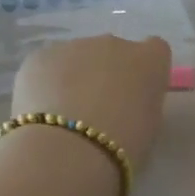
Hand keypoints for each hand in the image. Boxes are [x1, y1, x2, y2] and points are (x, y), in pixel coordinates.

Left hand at [11, 36, 171, 172]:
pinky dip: (46, 83)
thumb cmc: (123, 146)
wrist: (68, 152)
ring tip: (65, 116)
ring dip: (75, 77)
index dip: (143, 71)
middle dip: (107, 73)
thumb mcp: (150, 126)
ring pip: (77, 58)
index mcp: (149, 59)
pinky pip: (48, 66)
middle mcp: (113, 43)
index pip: (154, 50)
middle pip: (113, 52)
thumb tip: (128, 100)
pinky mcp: (39, 57)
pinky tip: (42, 113)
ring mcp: (73, 46)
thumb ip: (142, 102)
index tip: (136, 95)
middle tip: (98, 110)